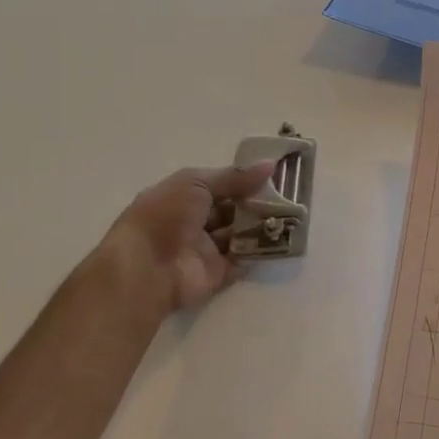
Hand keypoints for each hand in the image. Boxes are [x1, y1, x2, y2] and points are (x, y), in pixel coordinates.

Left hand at [79, 161, 277, 321]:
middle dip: (256, 202)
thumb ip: (235, 177)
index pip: (218, 184)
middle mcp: (193, 221)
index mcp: (183, 196)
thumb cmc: (165, 215)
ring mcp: (205, 249)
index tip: (273, 173)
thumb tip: (271, 165)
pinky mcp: (216, 274)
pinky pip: (242, 260)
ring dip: (260, 224)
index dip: (243, 179)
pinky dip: (259, 251)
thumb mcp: (197, 183)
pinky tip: (281, 238)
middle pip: (231, 209)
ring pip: (239, 233)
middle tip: (288, 194)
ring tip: (291, 213)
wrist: (146, 268)